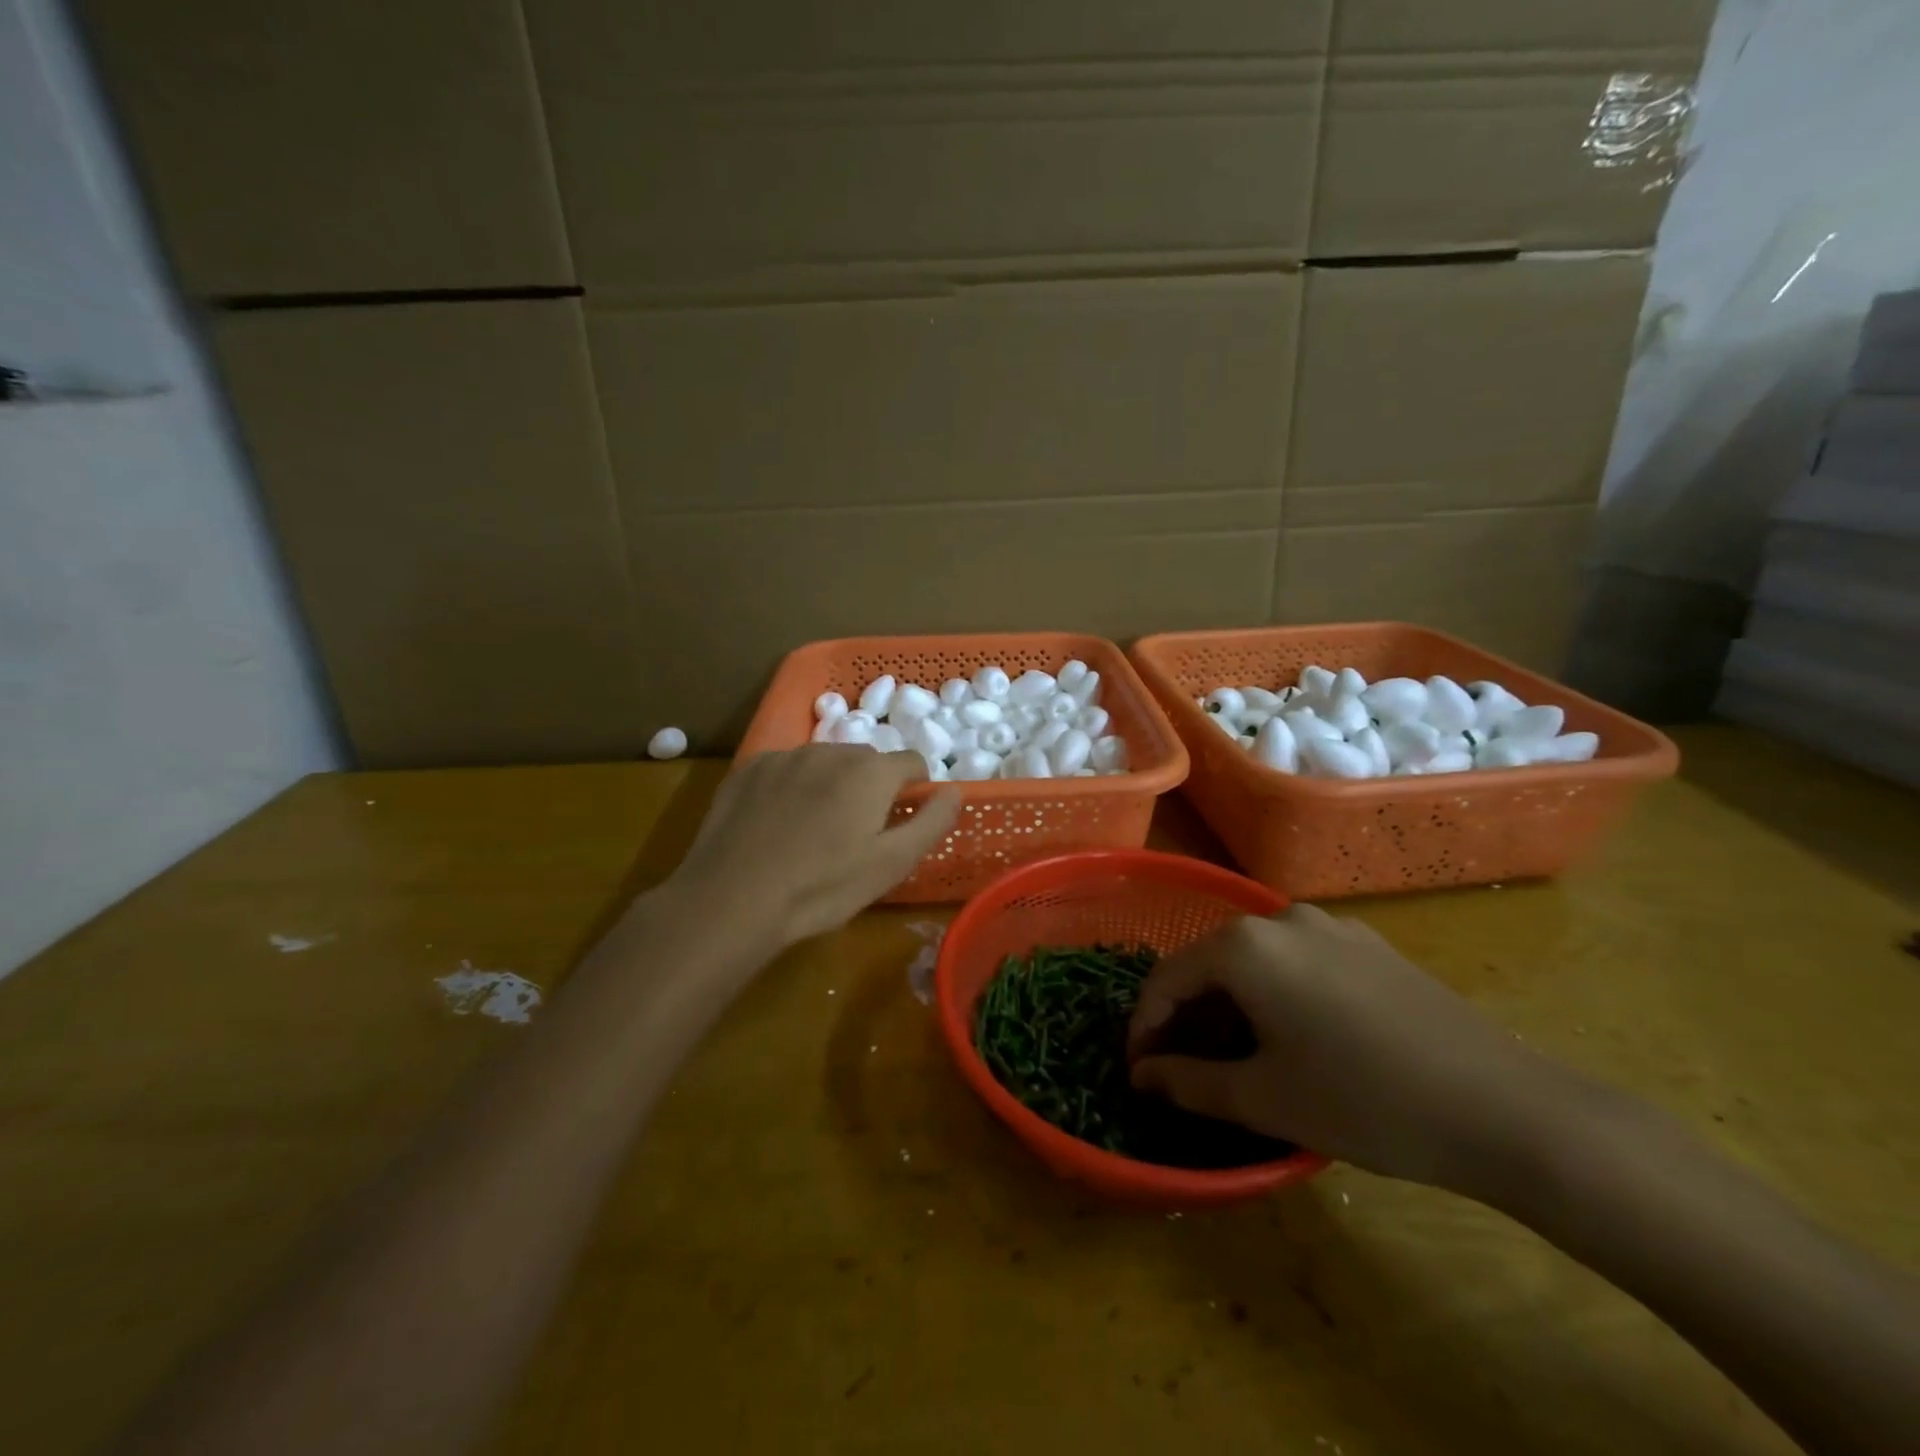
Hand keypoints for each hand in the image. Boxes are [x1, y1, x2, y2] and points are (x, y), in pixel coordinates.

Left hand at [669, 745, 961, 949]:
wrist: (733, 897)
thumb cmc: (822, 886)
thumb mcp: (892, 864)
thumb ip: (931, 822)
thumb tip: (954, 792)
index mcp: (872, 772)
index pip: (913, 762)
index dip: (915, 790)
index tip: (900, 821)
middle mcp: (831, 751)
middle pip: (867, 761)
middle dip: (870, 787)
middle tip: (856, 833)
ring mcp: (786, 756)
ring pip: (825, 762)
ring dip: (831, 784)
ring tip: (814, 830)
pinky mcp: (749, 768)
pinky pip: (786, 769)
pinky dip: (792, 787)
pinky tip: (778, 823)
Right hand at [1128, 906, 1572, 1190]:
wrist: (1508, 1109)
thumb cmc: (1365, 1101)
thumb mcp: (1263, 1099)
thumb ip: (1187, 1083)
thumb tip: (1142, 1077)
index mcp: (1245, 945)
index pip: (1167, 978)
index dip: (1146, 1026)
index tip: (1139, 1071)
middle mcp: (1282, 918)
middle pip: (1210, 964)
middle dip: (1188, 1017)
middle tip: (1181, 1071)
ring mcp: (1331, 927)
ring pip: (1254, 963)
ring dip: (1230, 1007)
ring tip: (1232, 1060)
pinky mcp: (1367, 946)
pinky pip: (1297, 964)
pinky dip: (1274, 997)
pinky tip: (1291, 1040)